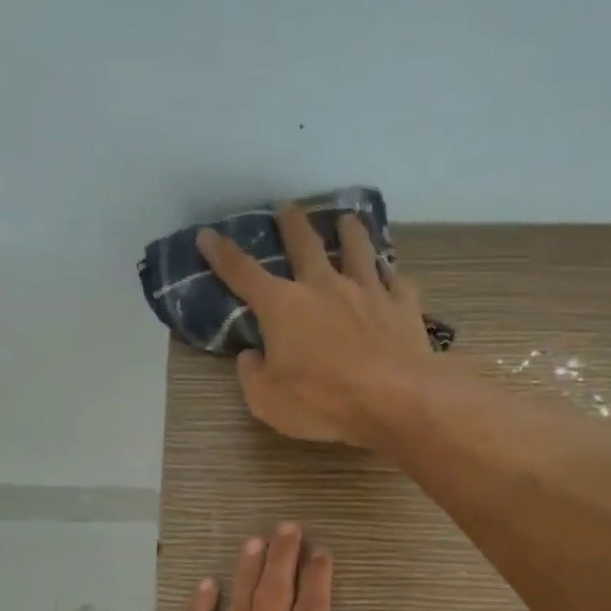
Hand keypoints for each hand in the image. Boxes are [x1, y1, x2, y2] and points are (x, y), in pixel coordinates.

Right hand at [197, 206, 434, 445]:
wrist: (395, 400)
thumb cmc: (323, 402)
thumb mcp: (267, 400)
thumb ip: (252, 374)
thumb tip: (251, 355)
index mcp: (283, 306)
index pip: (243, 273)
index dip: (221, 254)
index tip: (207, 235)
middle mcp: (324, 286)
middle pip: (305, 244)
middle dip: (291, 224)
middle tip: (287, 208)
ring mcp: (368, 291)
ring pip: (357, 249)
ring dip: (350, 232)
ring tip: (347, 221)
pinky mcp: (403, 306)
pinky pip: (397, 282)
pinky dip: (392, 277)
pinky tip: (392, 276)